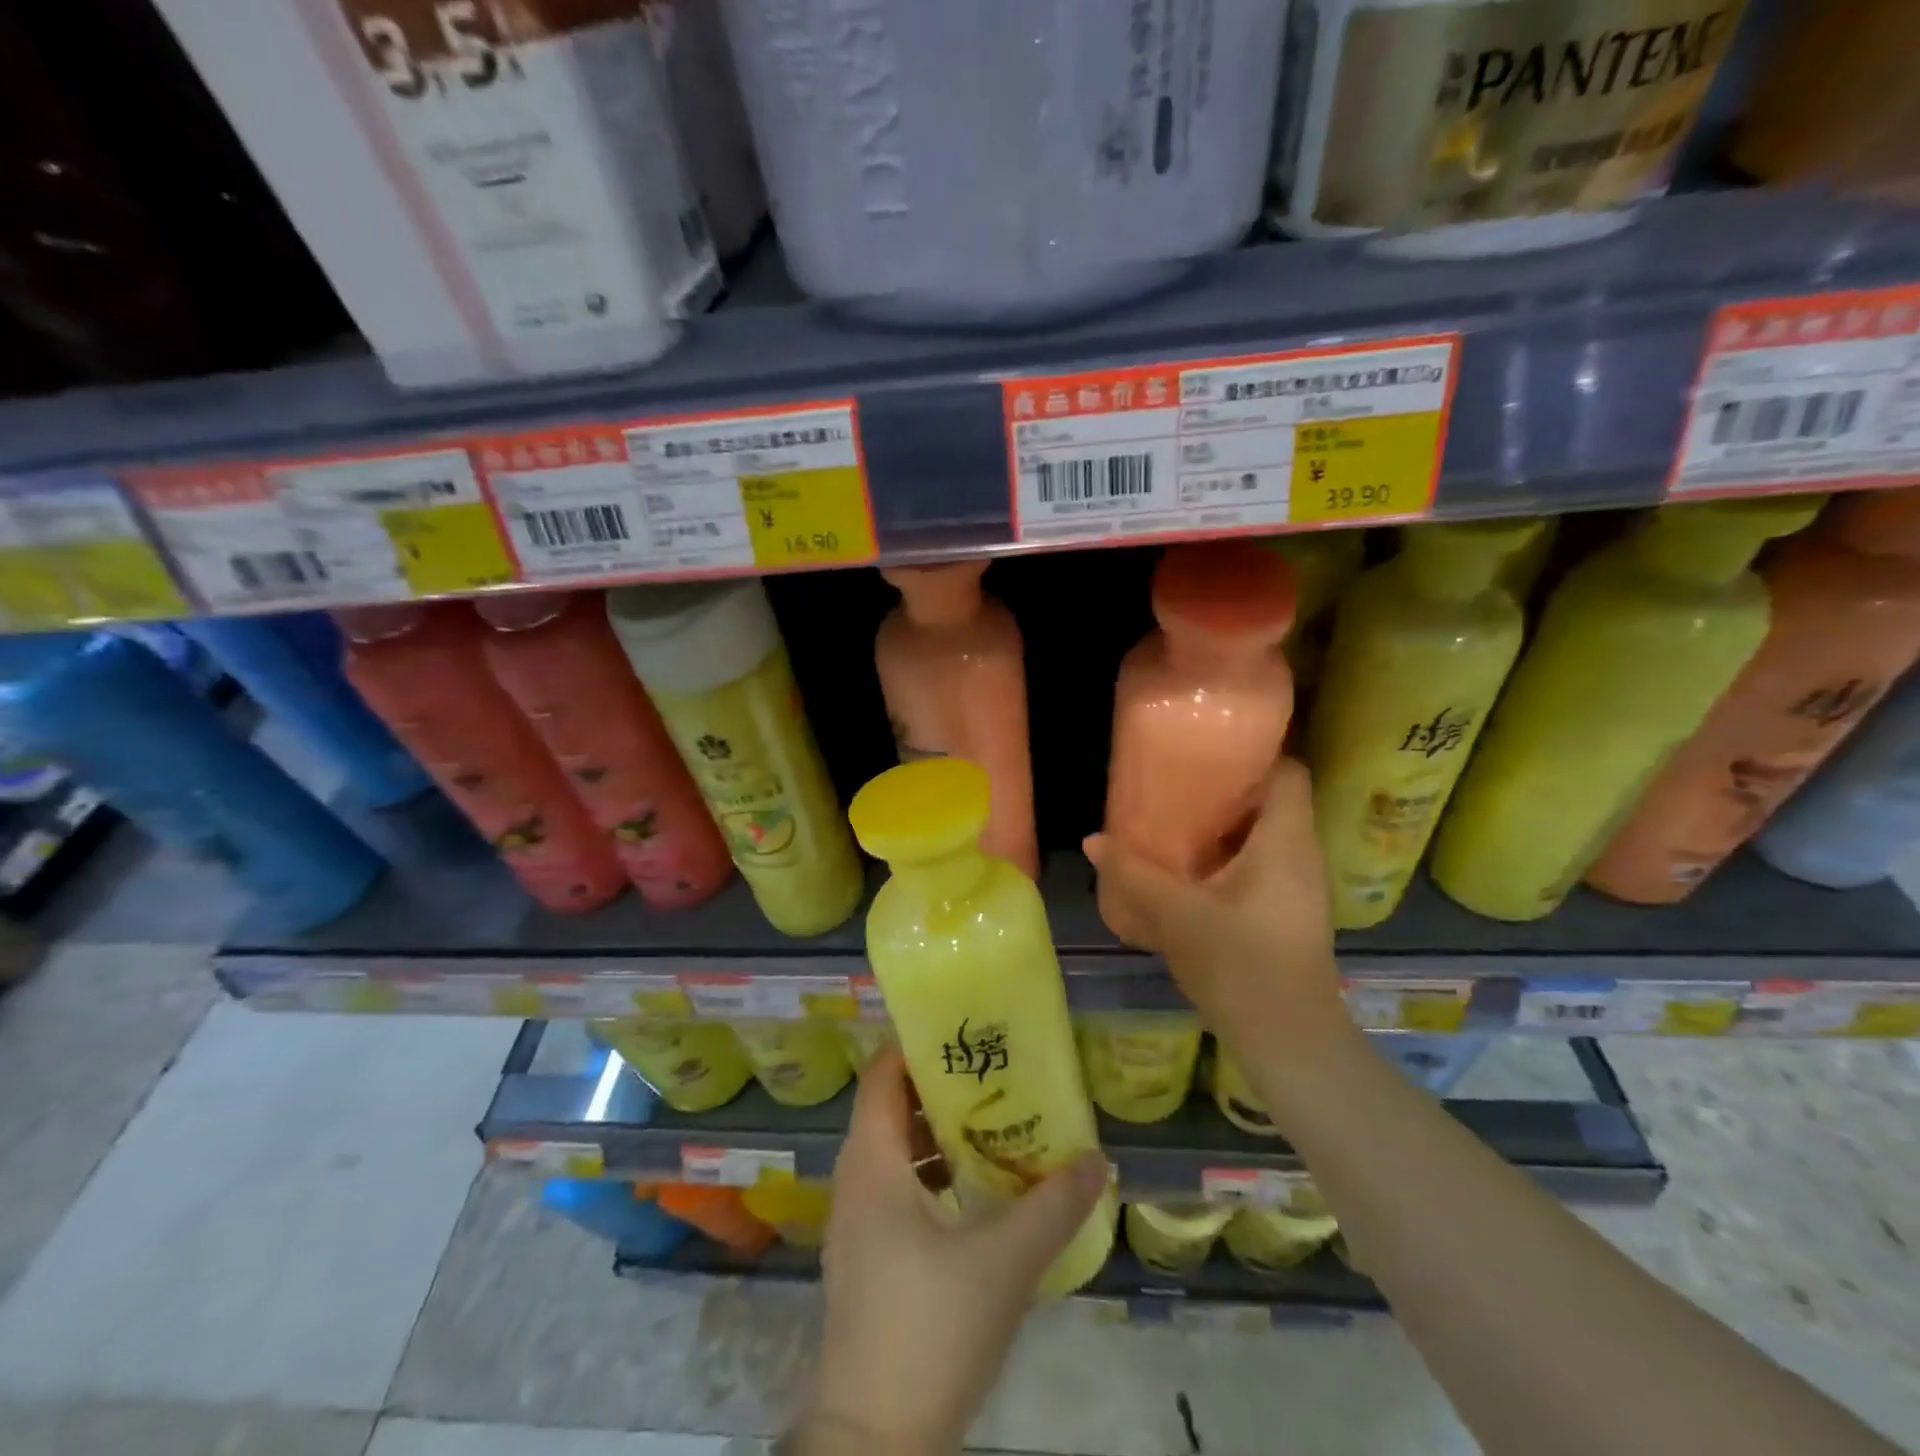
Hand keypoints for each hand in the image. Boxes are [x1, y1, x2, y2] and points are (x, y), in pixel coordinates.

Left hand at [805, 1050, 1107, 1453]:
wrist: (874, 1441)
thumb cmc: (931, 1328)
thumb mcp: (1004, 1263)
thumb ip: (1054, 1207)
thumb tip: (1098, 1160)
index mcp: (872, 1164)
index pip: (881, 1075)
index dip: (914, 1045)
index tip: (961, 1031)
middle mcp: (854, 1181)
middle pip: (891, 1109)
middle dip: (939, 1086)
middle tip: (992, 1072)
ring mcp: (856, 1223)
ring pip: (894, 1152)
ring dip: (937, 1133)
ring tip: (993, 1122)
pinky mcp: (866, 1258)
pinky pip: (895, 1189)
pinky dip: (930, 1173)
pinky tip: (975, 1190)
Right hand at [1084, 758, 1346, 1051]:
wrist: (1289, 1043)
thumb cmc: (1241, 965)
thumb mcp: (1176, 915)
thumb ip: (1133, 874)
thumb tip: (1093, 840)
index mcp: (1286, 841)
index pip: (1288, 772)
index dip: (1254, 754)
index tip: (1207, 752)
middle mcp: (1301, 856)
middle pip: (1272, 802)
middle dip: (1226, 791)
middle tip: (1176, 785)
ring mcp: (1299, 889)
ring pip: (1264, 838)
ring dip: (1224, 828)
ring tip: (1175, 823)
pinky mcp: (1288, 915)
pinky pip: (1260, 867)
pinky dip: (1228, 860)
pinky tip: (1190, 873)